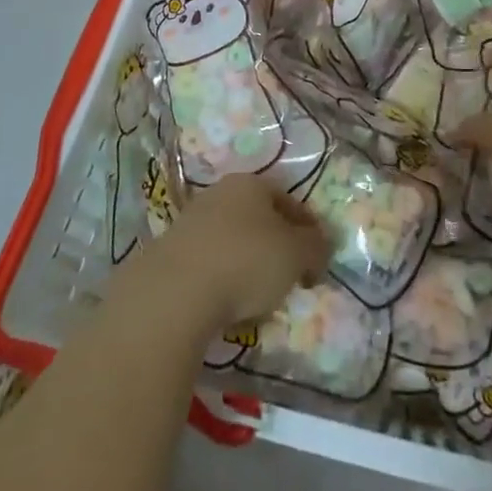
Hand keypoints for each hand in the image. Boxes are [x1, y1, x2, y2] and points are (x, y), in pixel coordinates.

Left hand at [135, 174, 330, 333]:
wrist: (174, 291)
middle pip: (259, 219)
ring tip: (259, 300)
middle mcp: (220, 193)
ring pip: (233, 242)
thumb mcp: (296, 254)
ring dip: (249, 265)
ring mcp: (191, 221)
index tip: (318, 260)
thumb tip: (321, 245)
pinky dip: (223, 281)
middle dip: (277, 247)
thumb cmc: (246, 261)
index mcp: (251, 183)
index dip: (308, 230)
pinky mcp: (170, 253)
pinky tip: (228, 307)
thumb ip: (315, 246)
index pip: (289, 201)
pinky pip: (209, 264)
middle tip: (291, 278)